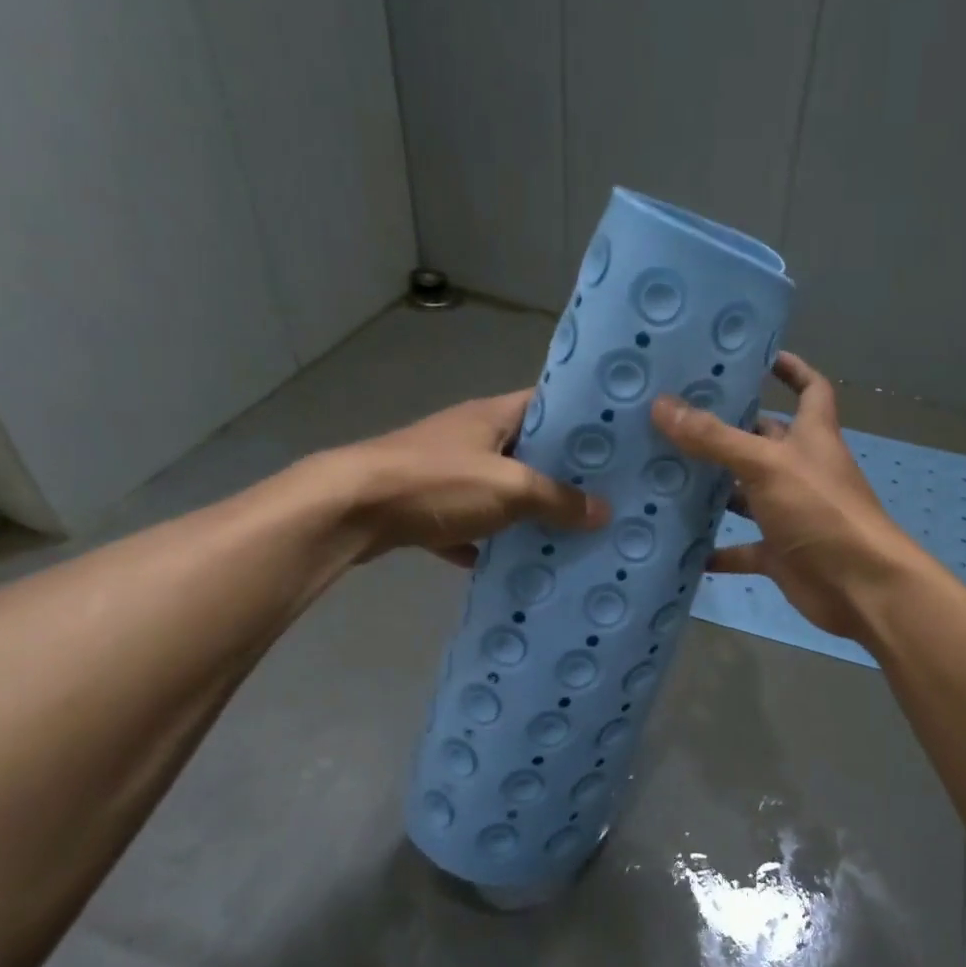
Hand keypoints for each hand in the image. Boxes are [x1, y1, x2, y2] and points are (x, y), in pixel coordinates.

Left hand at [319, 389, 608, 565]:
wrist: (348, 510)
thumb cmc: (437, 483)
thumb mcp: (510, 489)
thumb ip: (558, 500)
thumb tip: (605, 512)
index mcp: (493, 415)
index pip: (548, 403)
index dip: (582, 419)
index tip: (617, 443)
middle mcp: (470, 436)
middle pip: (527, 450)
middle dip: (562, 474)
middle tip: (604, 496)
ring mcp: (444, 470)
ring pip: (498, 488)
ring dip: (525, 510)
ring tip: (568, 532)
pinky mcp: (424, 504)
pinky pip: (467, 522)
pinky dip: (484, 541)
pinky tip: (507, 563)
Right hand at [652, 352, 922, 641]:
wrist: (860, 587)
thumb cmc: (821, 511)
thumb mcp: (766, 465)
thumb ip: (715, 439)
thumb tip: (662, 405)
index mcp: (812, 436)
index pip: (811, 389)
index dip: (793, 370)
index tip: (759, 358)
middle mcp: (801, 470)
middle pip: (765, 440)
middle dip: (728, 431)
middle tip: (676, 418)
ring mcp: (790, 513)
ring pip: (747, 495)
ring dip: (715, 490)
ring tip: (665, 475)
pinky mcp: (780, 553)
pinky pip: (743, 548)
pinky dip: (717, 550)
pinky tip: (682, 547)